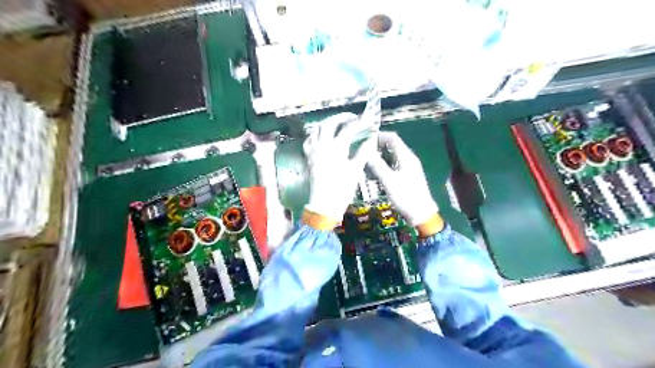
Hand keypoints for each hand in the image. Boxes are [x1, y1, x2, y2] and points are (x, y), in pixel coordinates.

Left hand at [303, 113, 375, 226]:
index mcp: (336, 148)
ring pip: (316, 129)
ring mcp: (313, 151)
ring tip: (337, 123)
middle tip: (352, 118)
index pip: (348, 129)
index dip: (359, 123)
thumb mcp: (355, 170)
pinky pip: (309, 140)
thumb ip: (363, 153)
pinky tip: (322, 137)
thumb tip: (370, 141)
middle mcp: (322, 145)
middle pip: (329, 123)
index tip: (367, 121)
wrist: (324, 204)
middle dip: (341, 117)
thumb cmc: (342, 189)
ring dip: (327, 123)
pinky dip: (316, 135)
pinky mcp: (308, 157)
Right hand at [367, 130, 438, 230]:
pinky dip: (383, 167)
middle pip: (391, 146)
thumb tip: (365, 150)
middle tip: (362, 153)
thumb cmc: (405, 196)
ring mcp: (408, 168)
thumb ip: (377, 164)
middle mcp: (408, 159)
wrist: (421, 214)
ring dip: (379, 158)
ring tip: (365, 164)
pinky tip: (374, 175)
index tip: (364, 140)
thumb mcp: (388, 180)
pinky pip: (393, 166)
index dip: (379, 136)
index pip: (393, 138)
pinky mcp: (407, 176)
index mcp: (406, 156)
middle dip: (376, 148)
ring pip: (391, 157)